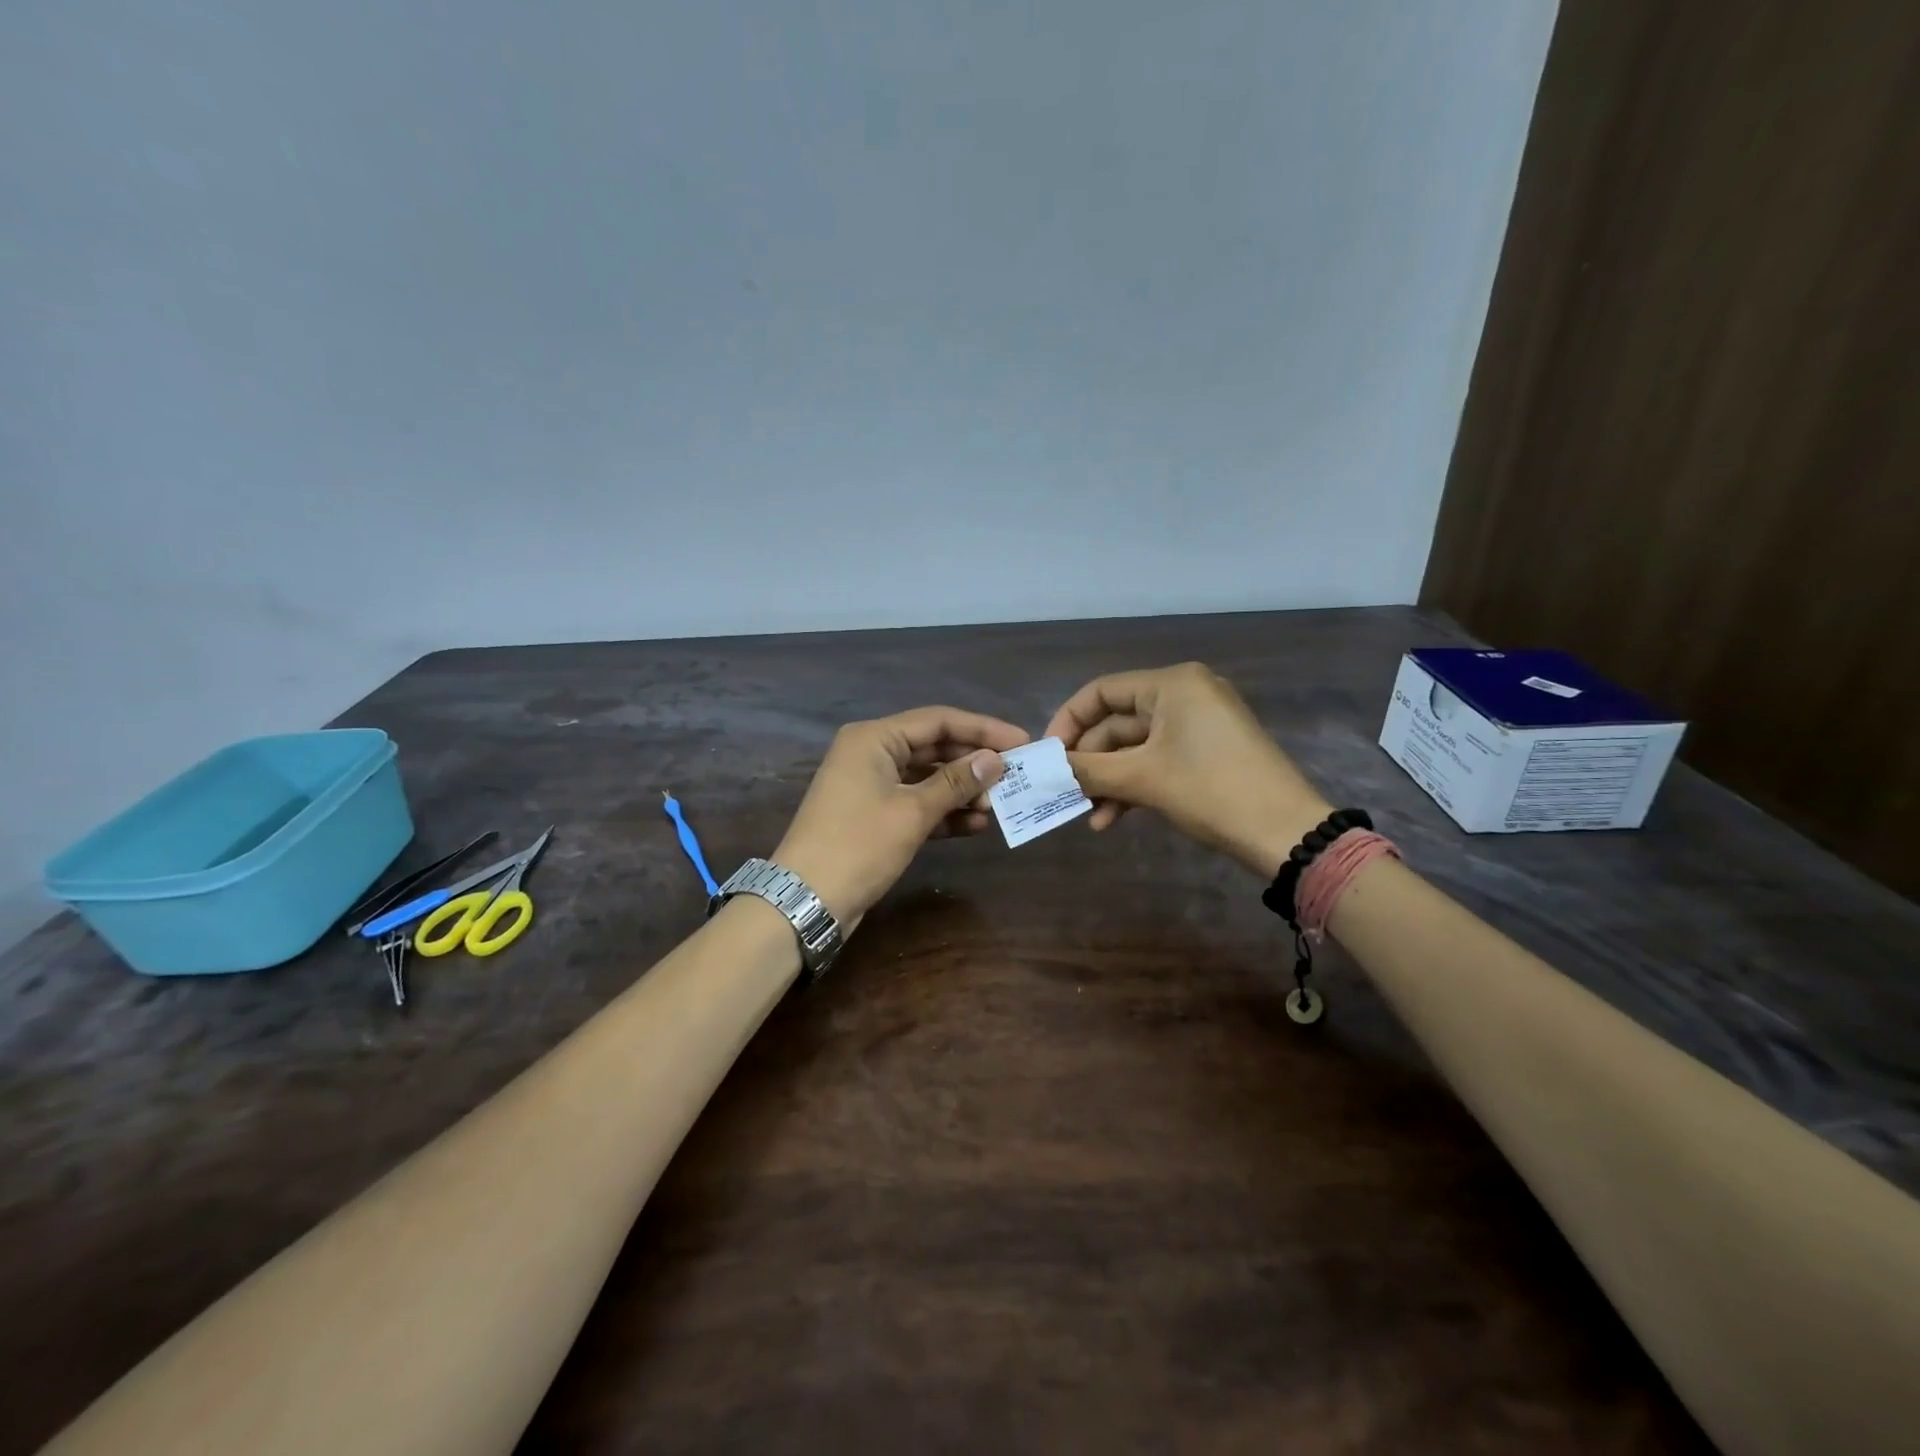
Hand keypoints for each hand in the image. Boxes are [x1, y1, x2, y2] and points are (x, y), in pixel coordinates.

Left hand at [773, 706, 1028, 926]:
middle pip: (934, 747)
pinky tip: (976, 824)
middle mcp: (872, 753)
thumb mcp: (913, 812)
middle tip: (1016, 776)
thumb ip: (956, 782)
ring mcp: (871, 785)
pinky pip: (917, 803)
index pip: (938, 721)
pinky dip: (944, 812)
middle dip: (973, 763)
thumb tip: (996, 761)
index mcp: (874, 738)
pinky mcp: (874, 815)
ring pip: (927, 778)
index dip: (983, 730)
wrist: (806, 900)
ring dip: (962, 791)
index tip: (1022, 742)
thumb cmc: (859, 845)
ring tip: (999, 805)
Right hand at [1044, 663, 1329, 876]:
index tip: (1048, 756)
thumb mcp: (1141, 779)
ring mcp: (1199, 725)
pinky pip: (1158, 761)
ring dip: (1109, 780)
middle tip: (1064, 793)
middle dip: (1090, 762)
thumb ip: (1087, 769)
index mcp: (1171, 684)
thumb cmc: (1210, 790)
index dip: (1067, 722)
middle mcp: (1185, 695)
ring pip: (1135, 748)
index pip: (1101, 692)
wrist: (1286, 834)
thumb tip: (1042, 768)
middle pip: (1117, 723)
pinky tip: (1111, 820)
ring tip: (1088, 815)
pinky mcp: (1208, 753)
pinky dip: (1134, 786)